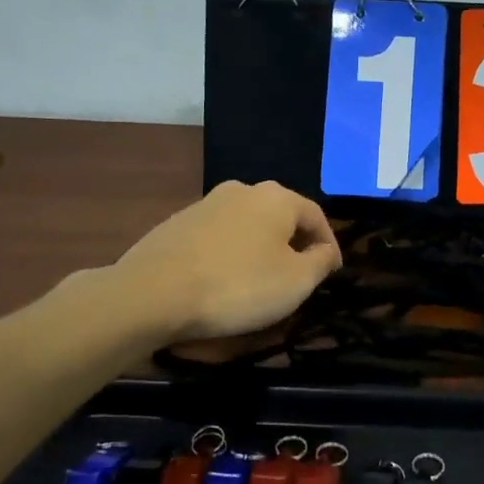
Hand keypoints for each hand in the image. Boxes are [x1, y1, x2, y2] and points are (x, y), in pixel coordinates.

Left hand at [107, 180, 343, 345]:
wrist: (151, 294)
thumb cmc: (237, 286)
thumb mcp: (296, 282)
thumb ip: (320, 262)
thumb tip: (325, 251)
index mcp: (276, 197)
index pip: (317, 216)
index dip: (329, 246)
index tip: (332, 273)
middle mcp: (242, 190)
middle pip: (280, 217)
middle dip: (294, 245)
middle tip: (299, 277)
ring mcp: (205, 204)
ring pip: (248, 226)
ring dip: (260, 249)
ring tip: (261, 281)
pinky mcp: (177, 223)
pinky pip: (218, 238)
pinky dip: (230, 255)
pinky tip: (224, 280)